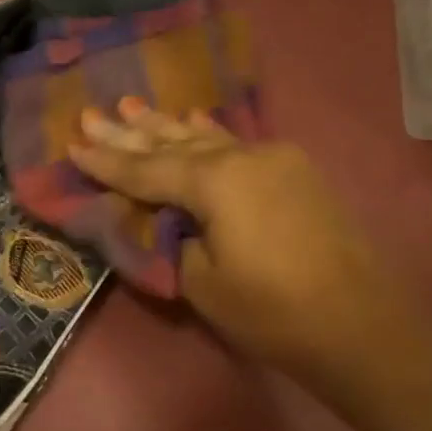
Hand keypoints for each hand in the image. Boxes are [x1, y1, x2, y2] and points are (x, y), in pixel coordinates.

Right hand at [68, 101, 410, 376]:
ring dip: (165, 126)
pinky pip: (235, 145)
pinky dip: (207, 135)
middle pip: (173, 144)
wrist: (358, 324)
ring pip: (205, 139)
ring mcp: (274, 161)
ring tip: (131, 106)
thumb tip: (167, 220)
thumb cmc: (270, 310)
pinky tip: (193, 120)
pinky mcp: (293, 175)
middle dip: (129, 132)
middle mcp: (244, 157)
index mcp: (216, 181)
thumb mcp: (200, 281)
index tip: (72, 145)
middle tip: (91, 114)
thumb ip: (174, 239)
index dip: (106, 162)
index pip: (146, 170)